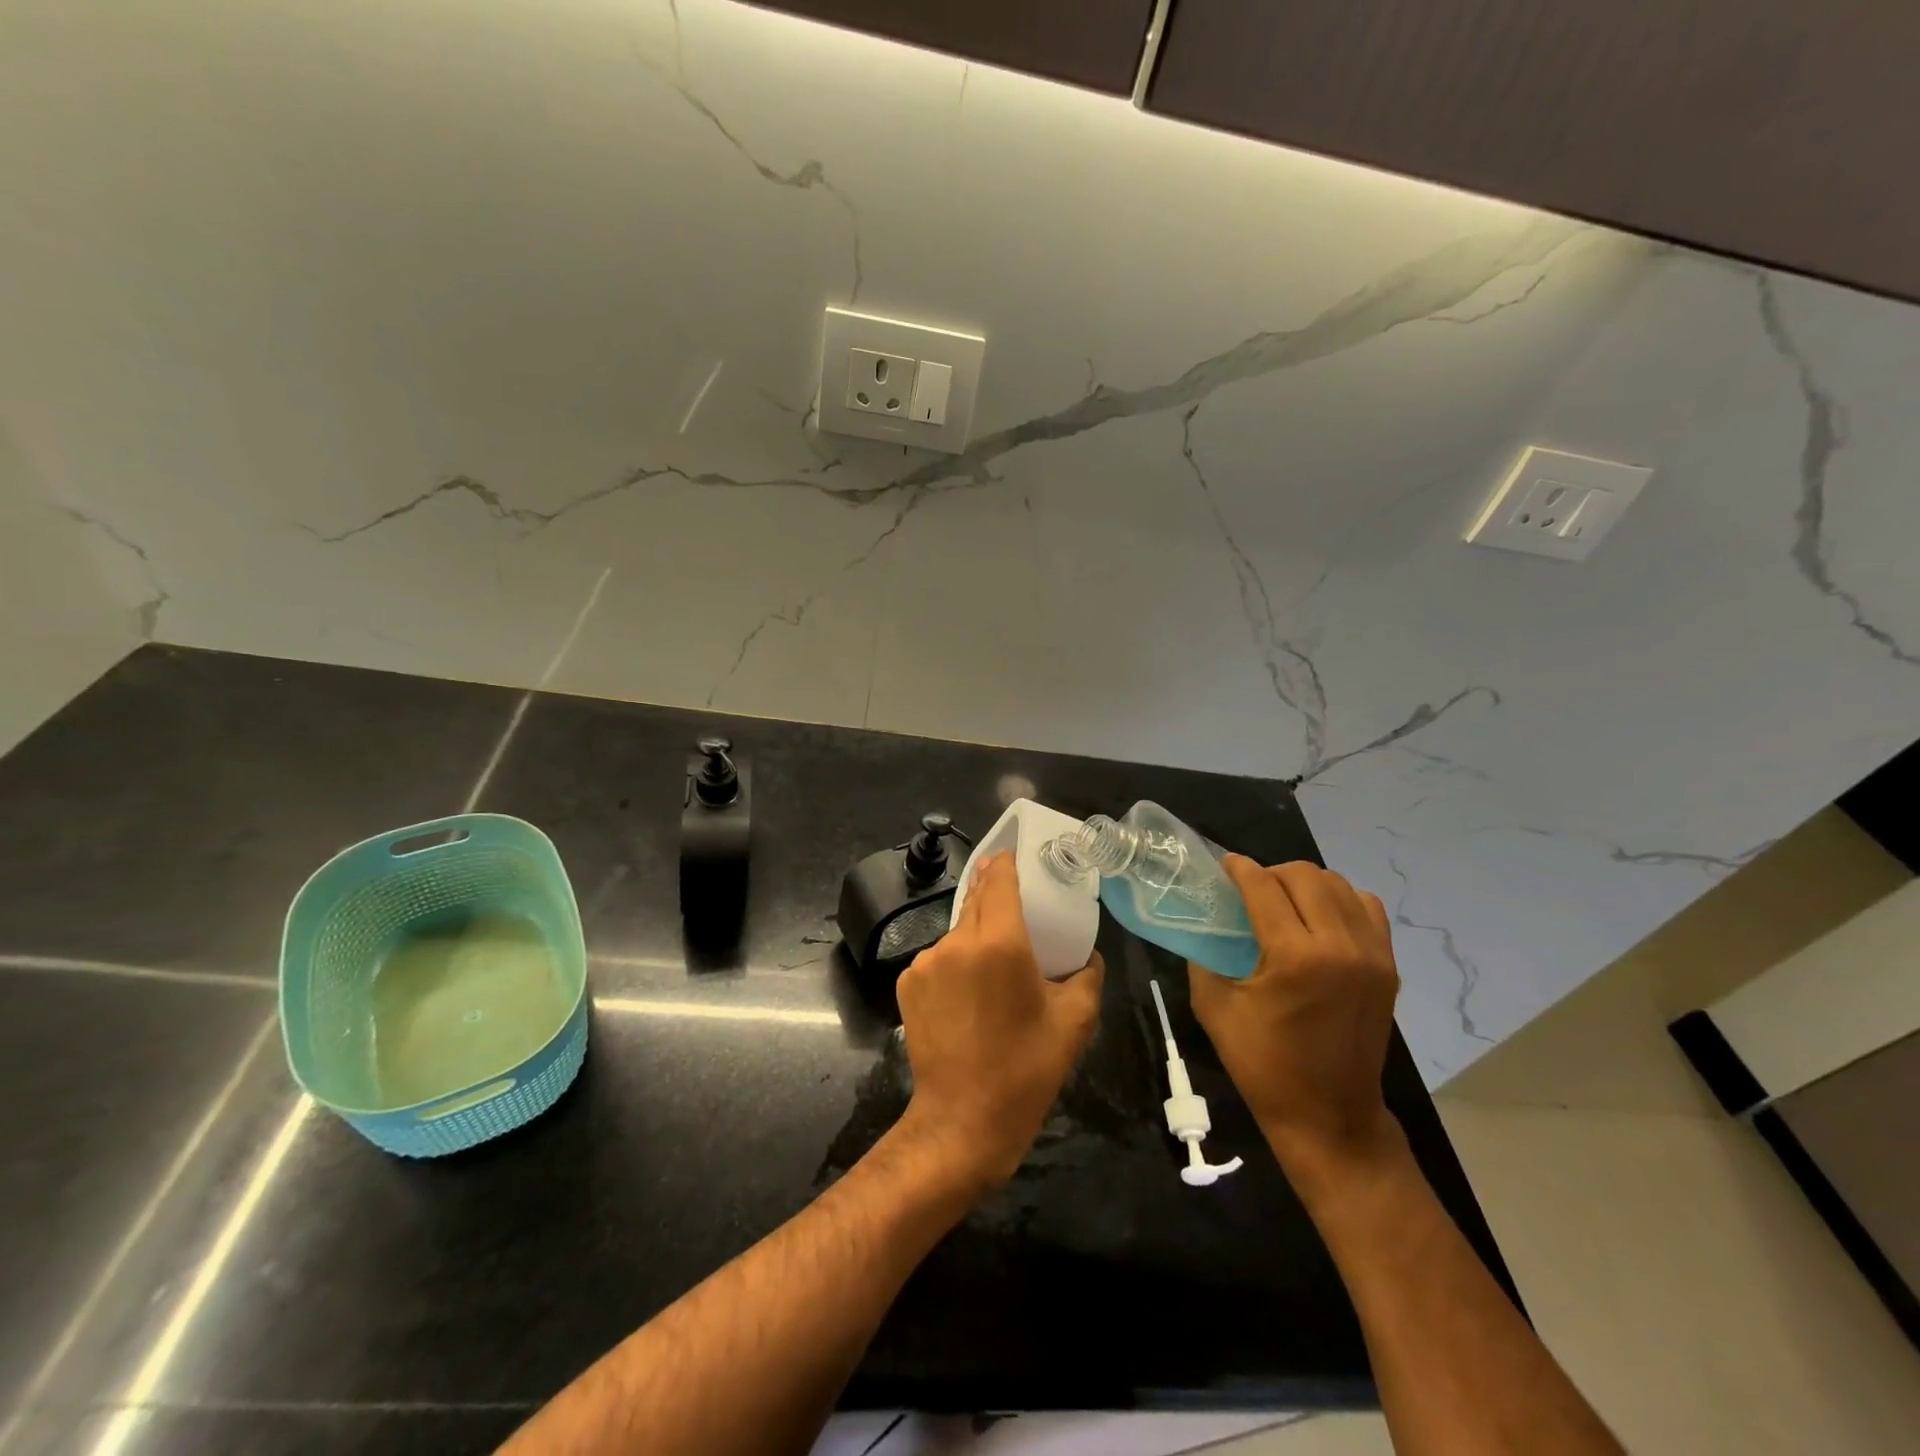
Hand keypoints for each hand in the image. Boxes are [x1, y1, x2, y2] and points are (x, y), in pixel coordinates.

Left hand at [895, 852, 1104, 1190]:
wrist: (962, 1122)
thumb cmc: (1025, 1070)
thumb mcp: (1074, 1022)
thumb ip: (1087, 975)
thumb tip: (1085, 956)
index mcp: (1000, 943)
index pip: (999, 880)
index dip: (1006, 863)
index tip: (1014, 856)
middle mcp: (957, 942)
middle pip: (976, 901)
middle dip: (993, 897)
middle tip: (1015, 907)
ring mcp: (925, 962)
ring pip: (957, 932)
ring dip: (975, 938)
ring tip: (993, 970)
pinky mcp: (906, 984)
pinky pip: (937, 959)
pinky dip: (954, 964)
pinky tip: (967, 995)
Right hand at [1188, 857, 1400, 1176]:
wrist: (1329, 1116)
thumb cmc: (1264, 1065)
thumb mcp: (1214, 1007)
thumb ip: (1204, 956)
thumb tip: (1204, 922)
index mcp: (1294, 957)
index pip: (1264, 887)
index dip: (1240, 869)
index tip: (1225, 866)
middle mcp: (1339, 946)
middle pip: (1304, 876)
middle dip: (1271, 873)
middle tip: (1251, 890)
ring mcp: (1371, 955)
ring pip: (1338, 885)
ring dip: (1305, 884)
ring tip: (1285, 902)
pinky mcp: (1387, 967)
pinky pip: (1367, 908)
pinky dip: (1341, 901)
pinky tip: (1320, 919)